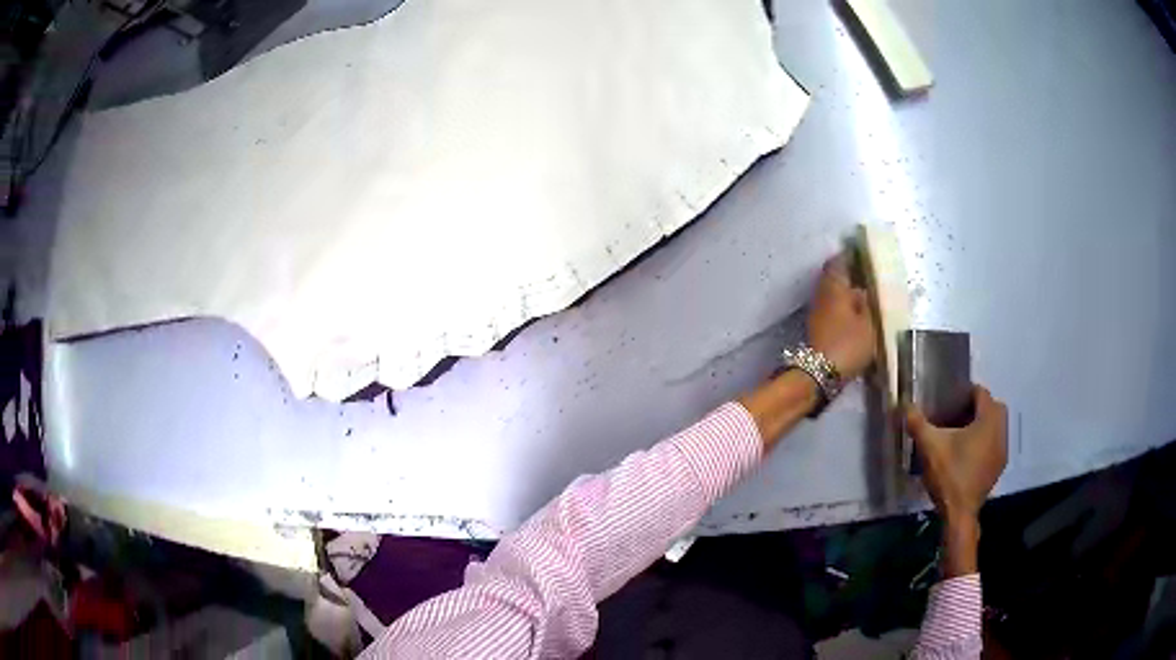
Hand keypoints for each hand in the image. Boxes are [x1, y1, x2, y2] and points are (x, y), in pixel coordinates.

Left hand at [807, 255, 875, 381]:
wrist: (819, 374)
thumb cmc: (848, 343)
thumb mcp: (869, 322)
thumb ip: (869, 303)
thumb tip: (865, 290)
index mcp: (834, 285)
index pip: (839, 261)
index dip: (850, 255)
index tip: (863, 252)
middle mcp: (822, 293)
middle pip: (835, 277)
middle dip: (850, 274)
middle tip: (868, 274)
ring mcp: (817, 312)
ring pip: (833, 294)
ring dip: (847, 292)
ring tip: (867, 295)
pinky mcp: (818, 328)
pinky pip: (833, 309)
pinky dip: (844, 307)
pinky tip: (857, 314)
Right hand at [905, 385, 1008, 523]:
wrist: (959, 514)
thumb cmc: (949, 474)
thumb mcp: (929, 447)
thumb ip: (917, 422)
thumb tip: (904, 404)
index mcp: (988, 419)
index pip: (981, 393)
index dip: (966, 393)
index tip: (950, 401)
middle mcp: (1001, 431)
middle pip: (993, 408)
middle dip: (977, 408)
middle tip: (956, 416)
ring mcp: (1002, 450)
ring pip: (996, 427)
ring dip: (982, 426)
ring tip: (961, 436)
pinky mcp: (998, 467)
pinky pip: (994, 444)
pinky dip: (984, 443)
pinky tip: (967, 456)